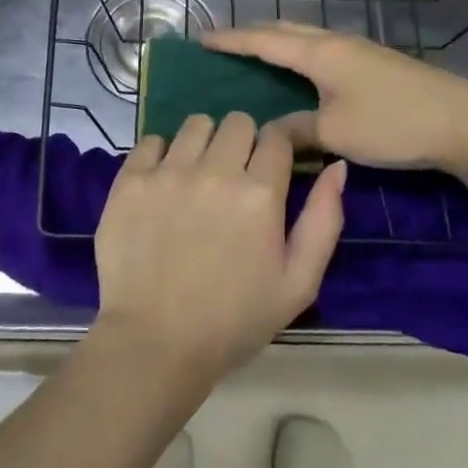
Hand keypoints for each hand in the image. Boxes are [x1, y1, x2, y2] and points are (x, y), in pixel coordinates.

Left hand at [93, 113, 346, 381]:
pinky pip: (151, 140)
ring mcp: (168, 172)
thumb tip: (336, 167)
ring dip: (204, 143)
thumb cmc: (233, 321)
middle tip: (235, 177)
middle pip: (237, 121)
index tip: (275, 160)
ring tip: (198, 177)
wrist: (154, 345)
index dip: (280, 144)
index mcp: (260, 193)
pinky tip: (163, 185)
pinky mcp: (131, 180)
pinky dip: (161, 155)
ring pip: (196, 124)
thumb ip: (324, 220)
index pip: (277, 135)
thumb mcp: (298, 283)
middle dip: (243, 142)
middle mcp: (214, 170)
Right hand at [202, 23, 467, 177]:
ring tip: (256, 57)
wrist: (462, 122)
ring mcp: (358, 50)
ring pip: (306, 37)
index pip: (264, 40)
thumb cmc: (393, 123)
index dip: (231, 39)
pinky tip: (301, 74)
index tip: (202, 38)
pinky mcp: (374, 64)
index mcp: (320, 52)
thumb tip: (270, 131)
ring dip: (278, 42)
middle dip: (252, 34)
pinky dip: (299, 54)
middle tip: (225, 46)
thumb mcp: (336, 132)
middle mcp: (335, 43)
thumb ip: (297, 130)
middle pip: (285, 29)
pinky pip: (322, 50)